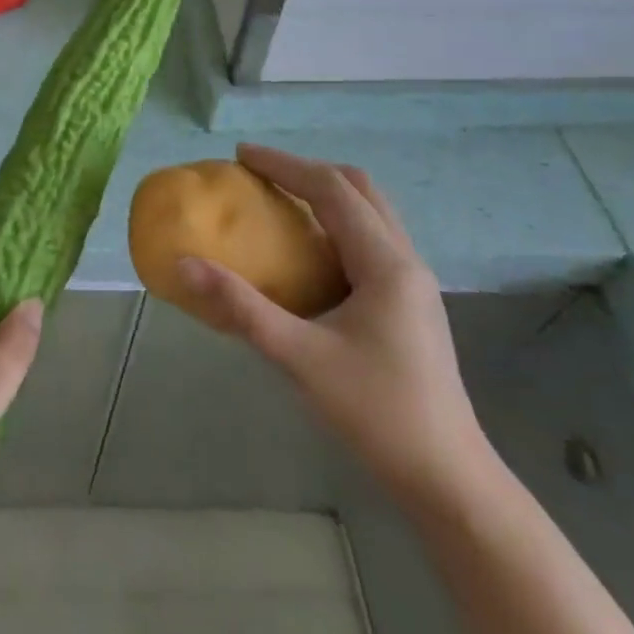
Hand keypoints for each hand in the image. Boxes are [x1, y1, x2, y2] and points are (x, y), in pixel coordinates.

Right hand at [180, 144, 496, 513]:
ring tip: (280, 202)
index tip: (241, 156)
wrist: (447, 478)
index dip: (284, 165)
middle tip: (260, 175)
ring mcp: (413, 284)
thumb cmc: (375, 412)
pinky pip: (371, 241)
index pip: (331, 190)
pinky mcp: (410, 305)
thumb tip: (185, 265)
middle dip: (308, 172)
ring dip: (326, 196)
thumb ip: (240, 308)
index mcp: (385, 263)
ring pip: (371, 214)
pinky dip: (337, 225)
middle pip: (359, 190)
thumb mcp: (298, 356)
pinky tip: (310, 252)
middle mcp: (405, 261)